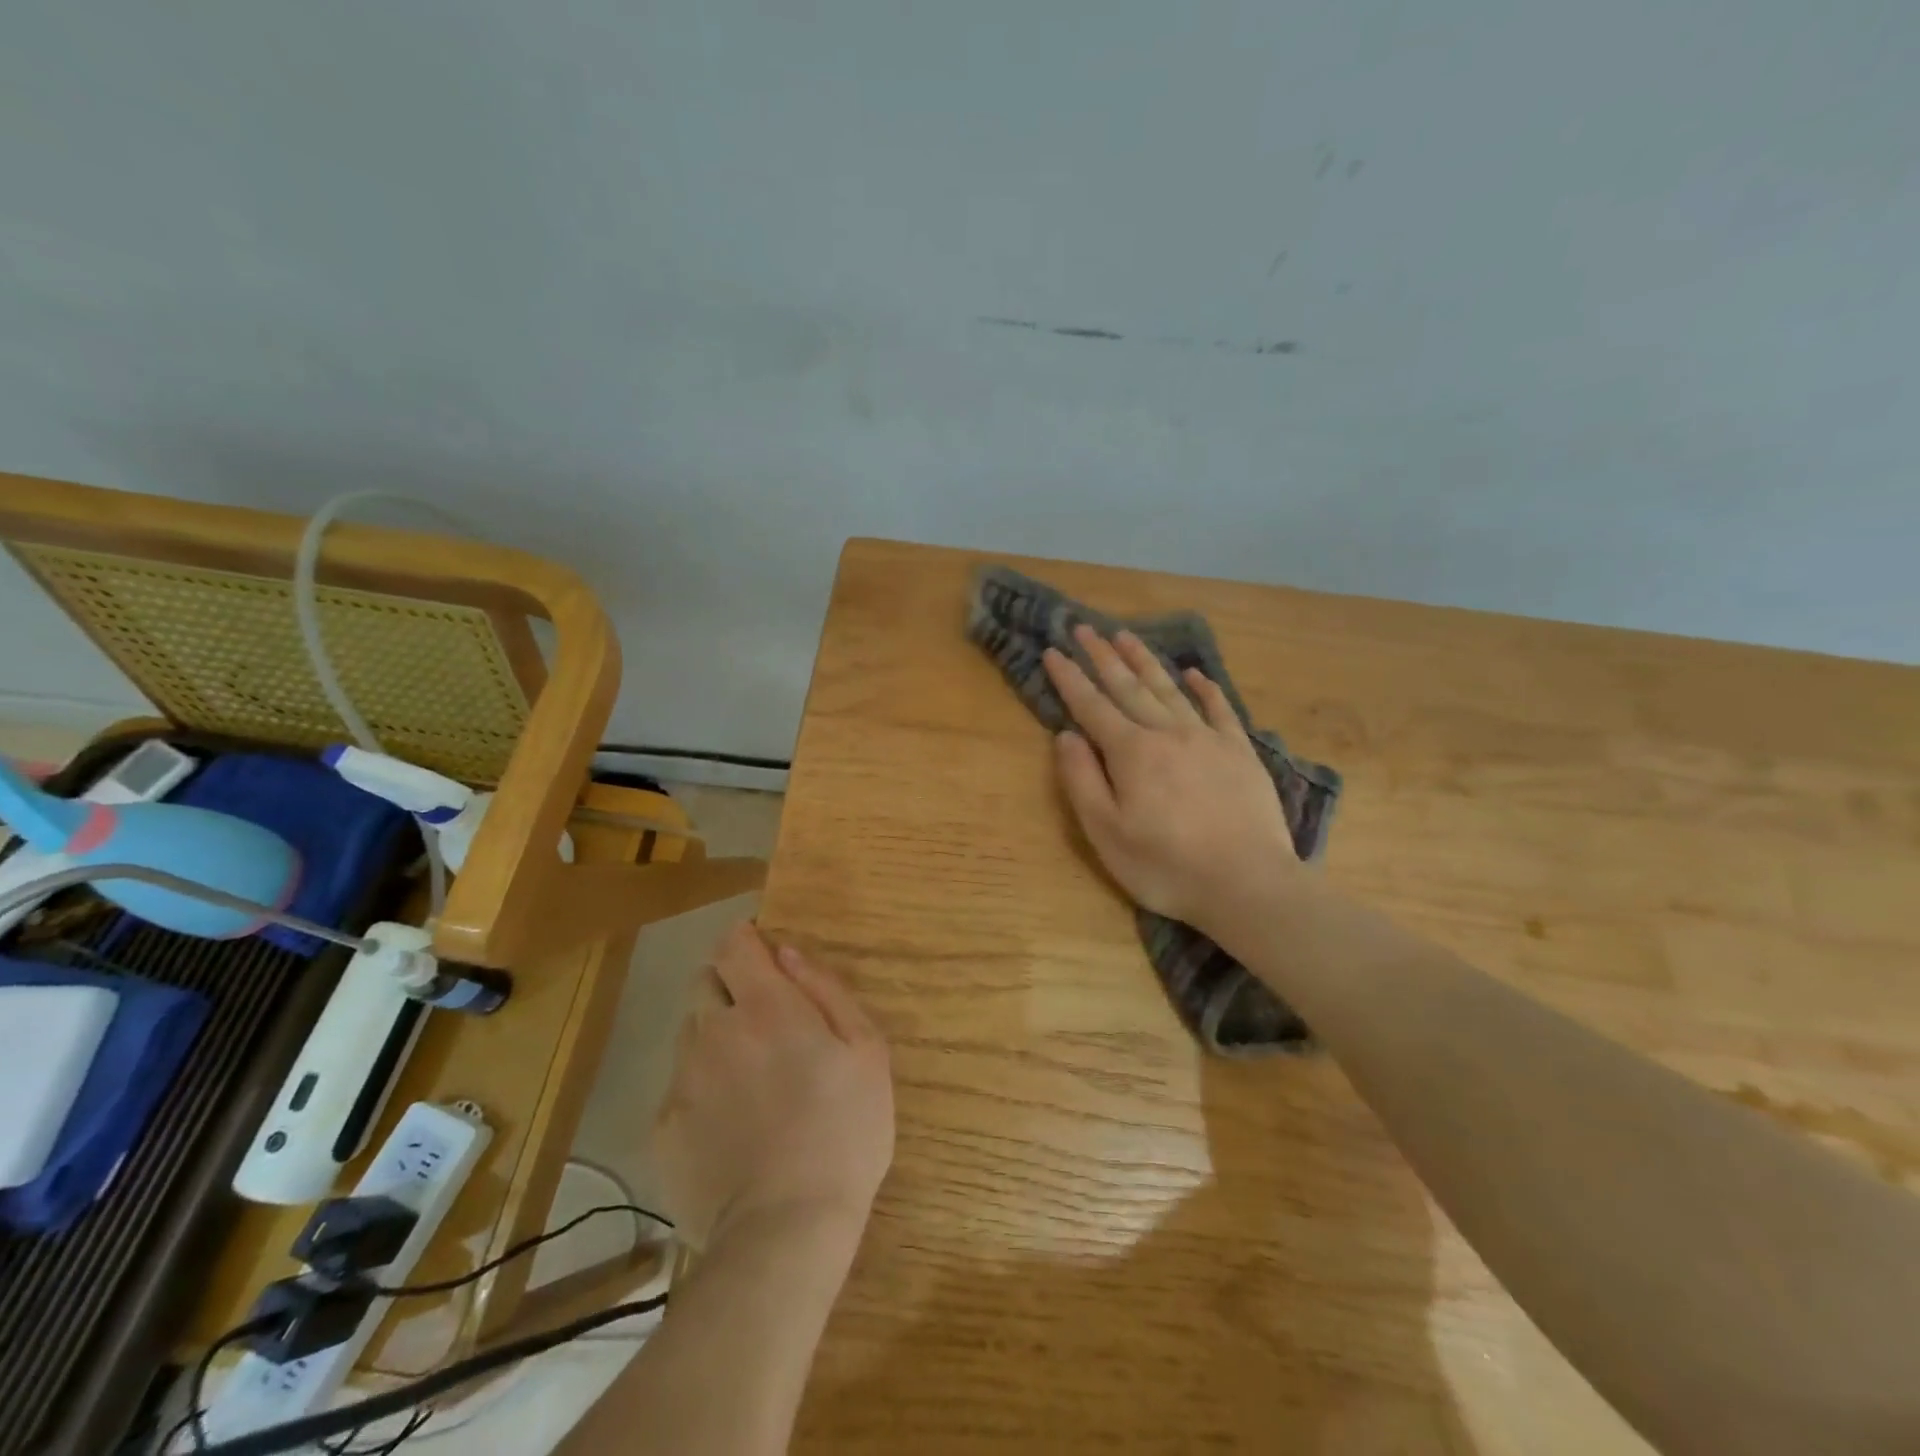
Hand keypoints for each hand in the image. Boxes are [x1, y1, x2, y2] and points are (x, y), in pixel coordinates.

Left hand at [654, 922, 893, 1252]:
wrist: (785, 1230)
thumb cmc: (844, 1130)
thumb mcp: (866, 1049)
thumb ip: (826, 989)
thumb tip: (787, 952)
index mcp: (765, 1006)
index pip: (734, 944)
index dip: (745, 940)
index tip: (762, 954)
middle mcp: (714, 1030)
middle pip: (705, 981)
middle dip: (729, 984)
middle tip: (764, 1019)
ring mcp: (682, 1079)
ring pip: (690, 1032)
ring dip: (714, 1034)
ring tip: (748, 1074)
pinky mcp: (664, 1127)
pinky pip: (679, 1086)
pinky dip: (701, 1087)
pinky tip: (730, 1122)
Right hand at [1043, 625, 1300, 932]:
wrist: (1248, 883)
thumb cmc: (1166, 865)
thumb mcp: (1106, 832)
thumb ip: (1082, 780)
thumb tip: (1066, 735)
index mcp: (1131, 752)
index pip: (1092, 706)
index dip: (1070, 678)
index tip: (1052, 651)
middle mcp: (1167, 733)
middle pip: (1129, 686)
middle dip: (1103, 656)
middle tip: (1085, 627)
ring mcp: (1208, 738)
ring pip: (1170, 689)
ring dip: (1145, 660)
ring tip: (1126, 635)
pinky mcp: (1240, 752)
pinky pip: (1219, 708)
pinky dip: (1204, 688)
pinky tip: (1194, 674)